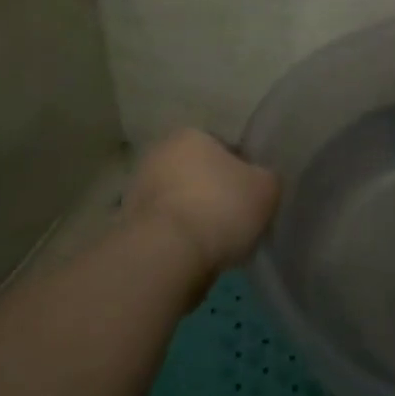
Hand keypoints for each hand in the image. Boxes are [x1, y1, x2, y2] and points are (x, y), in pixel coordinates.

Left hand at [123, 130, 280, 285]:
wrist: (165, 258)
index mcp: (191, 134)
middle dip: (216, 195)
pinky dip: (179, 242)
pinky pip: (165, 231)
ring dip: (196, 219)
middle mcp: (159, 154)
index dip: (243, 172)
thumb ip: (267, 178)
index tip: (252, 198)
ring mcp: (137, 191)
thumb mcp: (267, 188)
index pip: (225, 148)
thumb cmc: (220, 208)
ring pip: (180, 203)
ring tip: (218, 247)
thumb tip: (260, 182)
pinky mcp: (127, 228)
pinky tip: (196, 260)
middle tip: (237, 222)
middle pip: (199, 174)